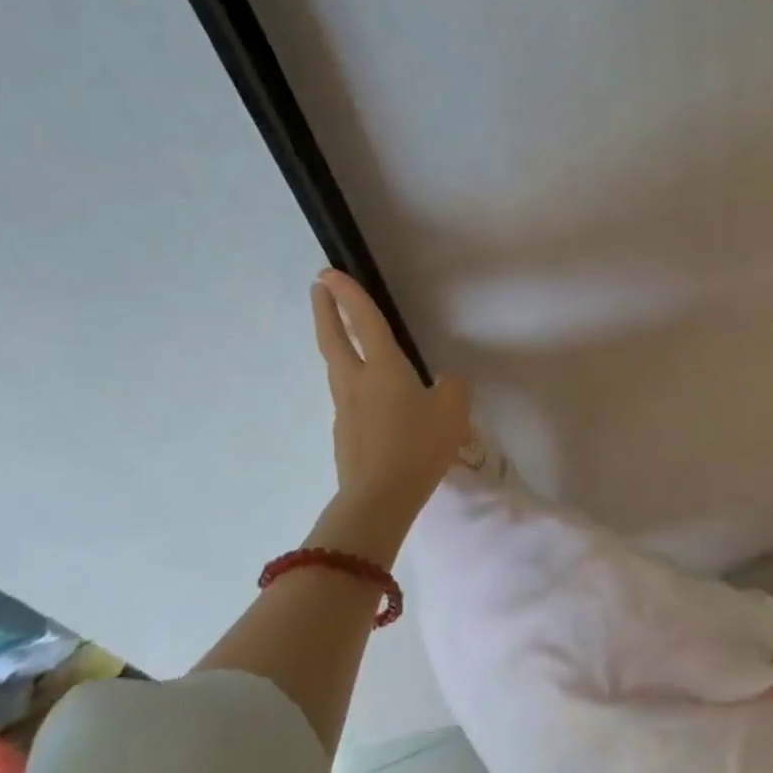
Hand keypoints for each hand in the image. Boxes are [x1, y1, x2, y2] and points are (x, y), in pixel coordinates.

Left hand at [312, 268, 470, 522]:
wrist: (378, 499)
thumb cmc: (418, 447)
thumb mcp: (453, 411)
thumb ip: (453, 386)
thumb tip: (445, 380)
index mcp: (383, 368)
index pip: (364, 321)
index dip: (349, 294)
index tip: (330, 272)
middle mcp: (356, 382)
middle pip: (334, 339)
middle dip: (325, 310)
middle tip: (319, 289)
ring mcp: (344, 409)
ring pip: (337, 366)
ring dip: (336, 343)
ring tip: (345, 337)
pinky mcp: (345, 433)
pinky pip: (348, 396)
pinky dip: (353, 380)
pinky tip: (374, 397)